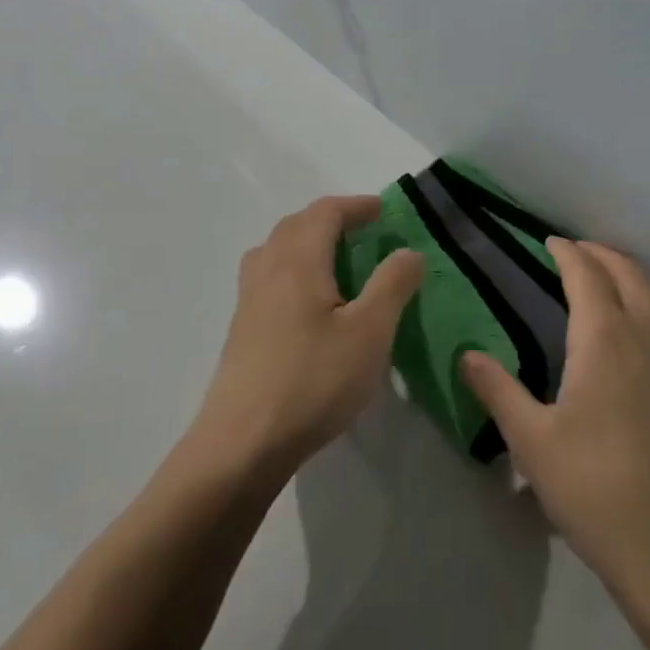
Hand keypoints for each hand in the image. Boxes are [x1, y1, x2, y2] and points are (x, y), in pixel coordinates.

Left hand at [192, 196, 423, 481]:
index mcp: (298, 260)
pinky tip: (309, 303)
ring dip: (307, 241)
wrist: (242, 443)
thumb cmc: (312, 381)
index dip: (356, 205)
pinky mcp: (241, 328)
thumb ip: (392, 285)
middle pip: (296, 224)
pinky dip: (293, 268)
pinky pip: (268, 276)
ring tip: (336, 261)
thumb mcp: (369, 333)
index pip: (325, 212)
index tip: (384, 210)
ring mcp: (248, 299)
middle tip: (364, 232)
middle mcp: (268, 268)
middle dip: (331, 219)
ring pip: (276, 249)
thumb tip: (408, 250)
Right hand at [461, 239, 649, 604]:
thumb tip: (467, 354)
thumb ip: (498, 390)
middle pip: (628, 273)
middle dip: (600, 254)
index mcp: (606, 338)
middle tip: (573, 252)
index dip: (567, 252)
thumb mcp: (532, 441)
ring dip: (630, 272)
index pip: (586, 275)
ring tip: (607, 275)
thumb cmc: (595, 488)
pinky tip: (643, 323)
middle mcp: (647, 335)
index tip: (549, 242)